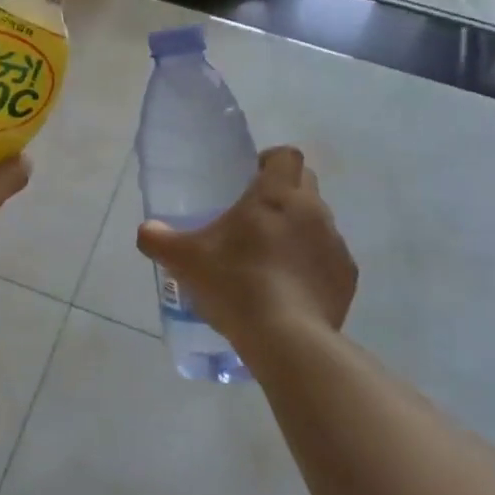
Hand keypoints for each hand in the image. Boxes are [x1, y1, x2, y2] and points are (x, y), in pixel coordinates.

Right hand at [136, 146, 356, 345]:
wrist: (287, 339)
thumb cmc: (236, 284)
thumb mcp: (186, 261)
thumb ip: (160, 240)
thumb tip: (147, 231)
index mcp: (276, 194)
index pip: (286, 155)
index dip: (270, 160)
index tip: (251, 177)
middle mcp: (313, 210)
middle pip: (306, 183)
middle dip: (284, 192)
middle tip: (255, 217)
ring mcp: (335, 244)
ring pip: (318, 222)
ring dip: (299, 230)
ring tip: (271, 258)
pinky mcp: (346, 277)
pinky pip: (329, 259)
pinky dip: (312, 266)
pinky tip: (291, 289)